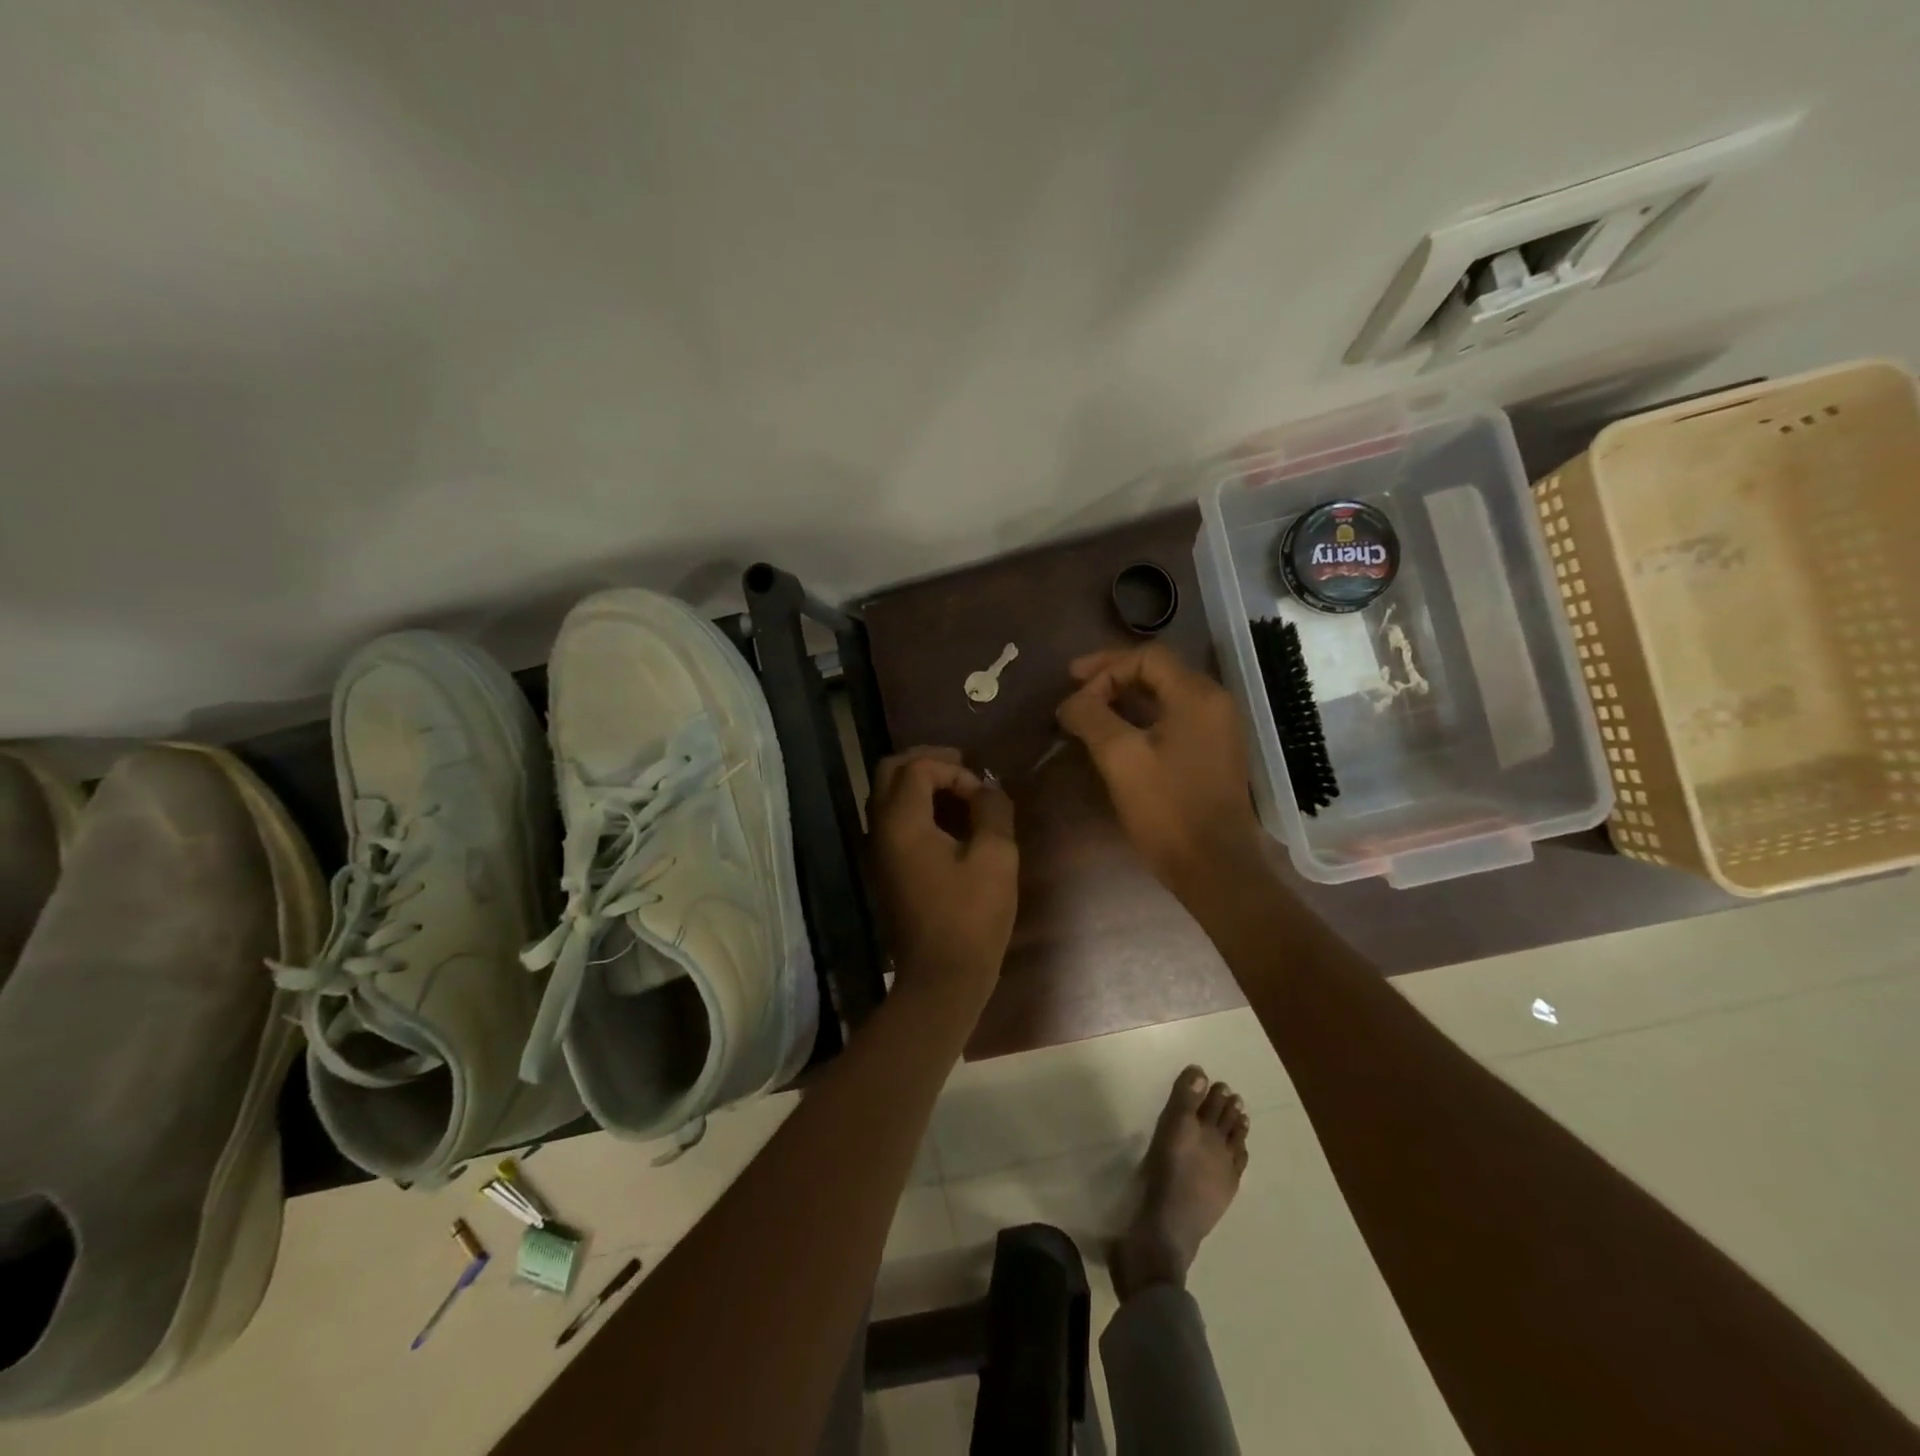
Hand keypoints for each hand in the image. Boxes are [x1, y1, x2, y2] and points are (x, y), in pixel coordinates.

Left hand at [869, 747, 1017, 1000]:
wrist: (941, 978)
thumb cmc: (971, 917)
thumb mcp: (996, 858)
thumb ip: (992, 811)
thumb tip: (987, 789)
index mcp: (902, 822)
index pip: (918, 768)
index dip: (954, 771)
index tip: (982, 794)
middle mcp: (880, 829)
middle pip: (890, 772)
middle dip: (927, 762)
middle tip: (963, 768)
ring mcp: (878, 850)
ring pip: (888, 795)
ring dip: (921, 784)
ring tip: (960, 792)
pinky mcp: (885, 868)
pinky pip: (893, 820)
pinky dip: (916, 806)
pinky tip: (948, 820)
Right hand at [1055, 645, 1263, 894]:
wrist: (1214, 866)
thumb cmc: (1168, 809)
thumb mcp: (1120, 758)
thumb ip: (1091, 717)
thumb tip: (1071, 702)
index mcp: (1197, 696)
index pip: (1147, 657)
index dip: (1105, 667)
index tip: (1072, 689)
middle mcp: (1213, 703)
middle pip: (1157, 672)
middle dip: (1112, 678)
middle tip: (1075, 691)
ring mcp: (1216, 729)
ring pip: (1163, 696)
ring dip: (1123, 699)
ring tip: (1088, 713)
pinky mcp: (1211, 754)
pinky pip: (1172, 720)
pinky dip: (1140, 719)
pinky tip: (1114, 736)